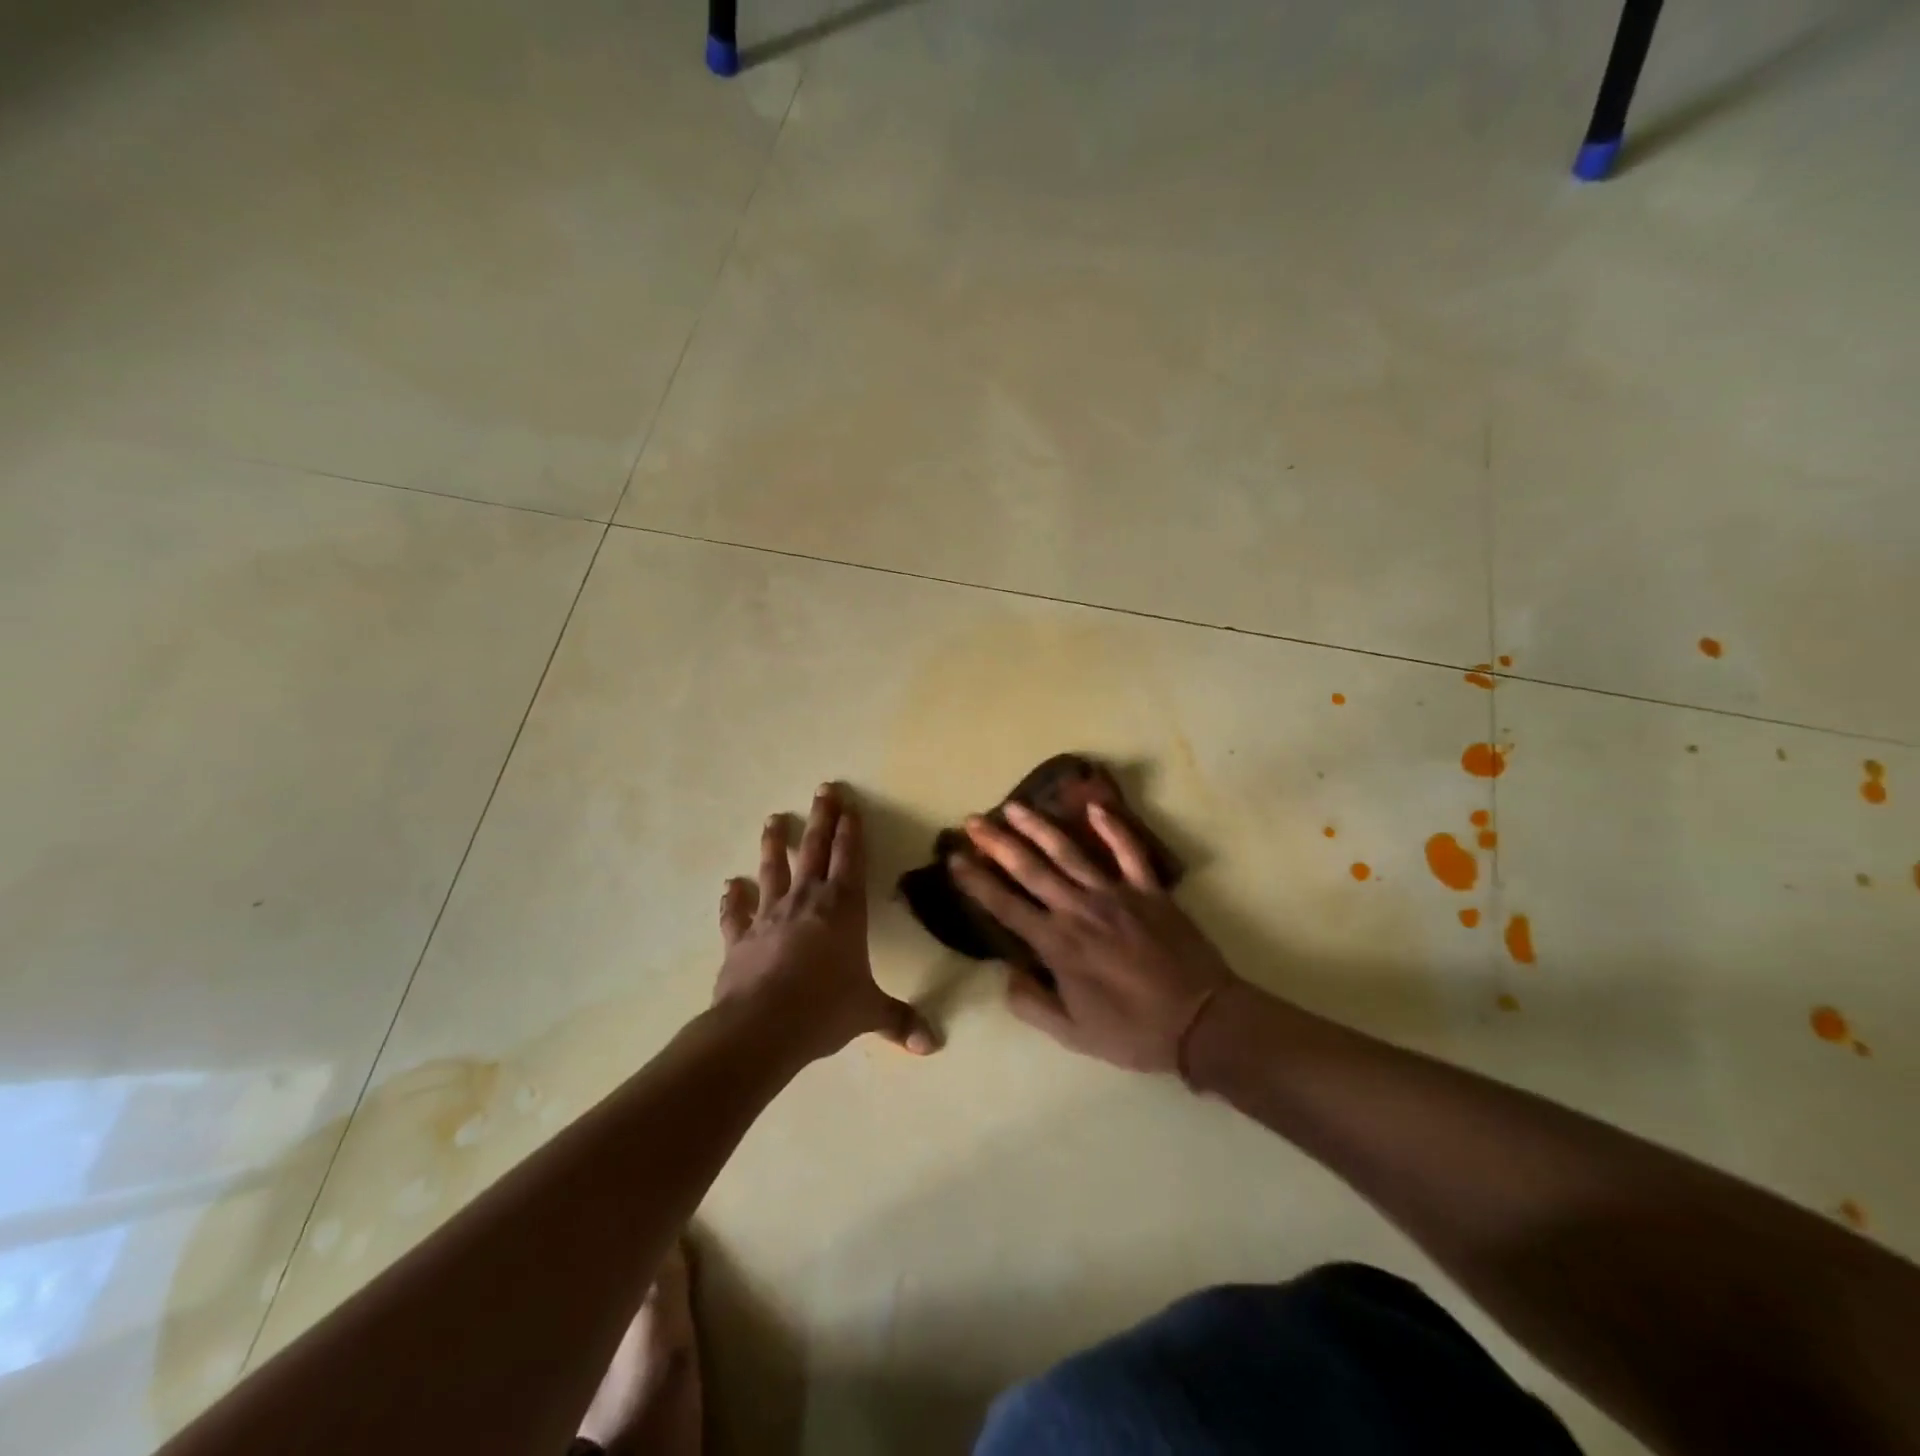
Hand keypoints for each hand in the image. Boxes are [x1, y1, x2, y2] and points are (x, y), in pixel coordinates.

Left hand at [715, 782, 938, 1063]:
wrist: (761, 1027)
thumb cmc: (824, 1009)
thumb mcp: (867, 1013)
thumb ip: (899, 1021)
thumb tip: (933, 1044)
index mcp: (842, 909)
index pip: (850, 859)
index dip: (851, 831)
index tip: (849, 804)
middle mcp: (807, 902)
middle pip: (814, 850)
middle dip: (821, 819)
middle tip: (822, 790)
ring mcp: (769, 916)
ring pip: (773, 871)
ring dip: (774, 845)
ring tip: (773, 820)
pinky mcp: (740, 938)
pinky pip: (736, 913)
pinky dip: (732, 899)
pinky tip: (729, 886)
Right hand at [950, 801, 1239, 1076]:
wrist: (1201, 1022)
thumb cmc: (1133, 1031)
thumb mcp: (1073, 1035)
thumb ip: (1032, 1004)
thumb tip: (1006, 973)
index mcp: (1058, 945)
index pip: (1006, 906)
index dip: (976, 881)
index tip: (954, 858)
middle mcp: (1080, 910)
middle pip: (1031, 869)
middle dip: (998, 843)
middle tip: (974, 820)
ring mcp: (1116, 895)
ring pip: (1070, 852)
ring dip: (1039, 827)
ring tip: (1014, 806)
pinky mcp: (1149, 890)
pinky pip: (1129, 851)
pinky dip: (1113, 827)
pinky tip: (1095, 806)